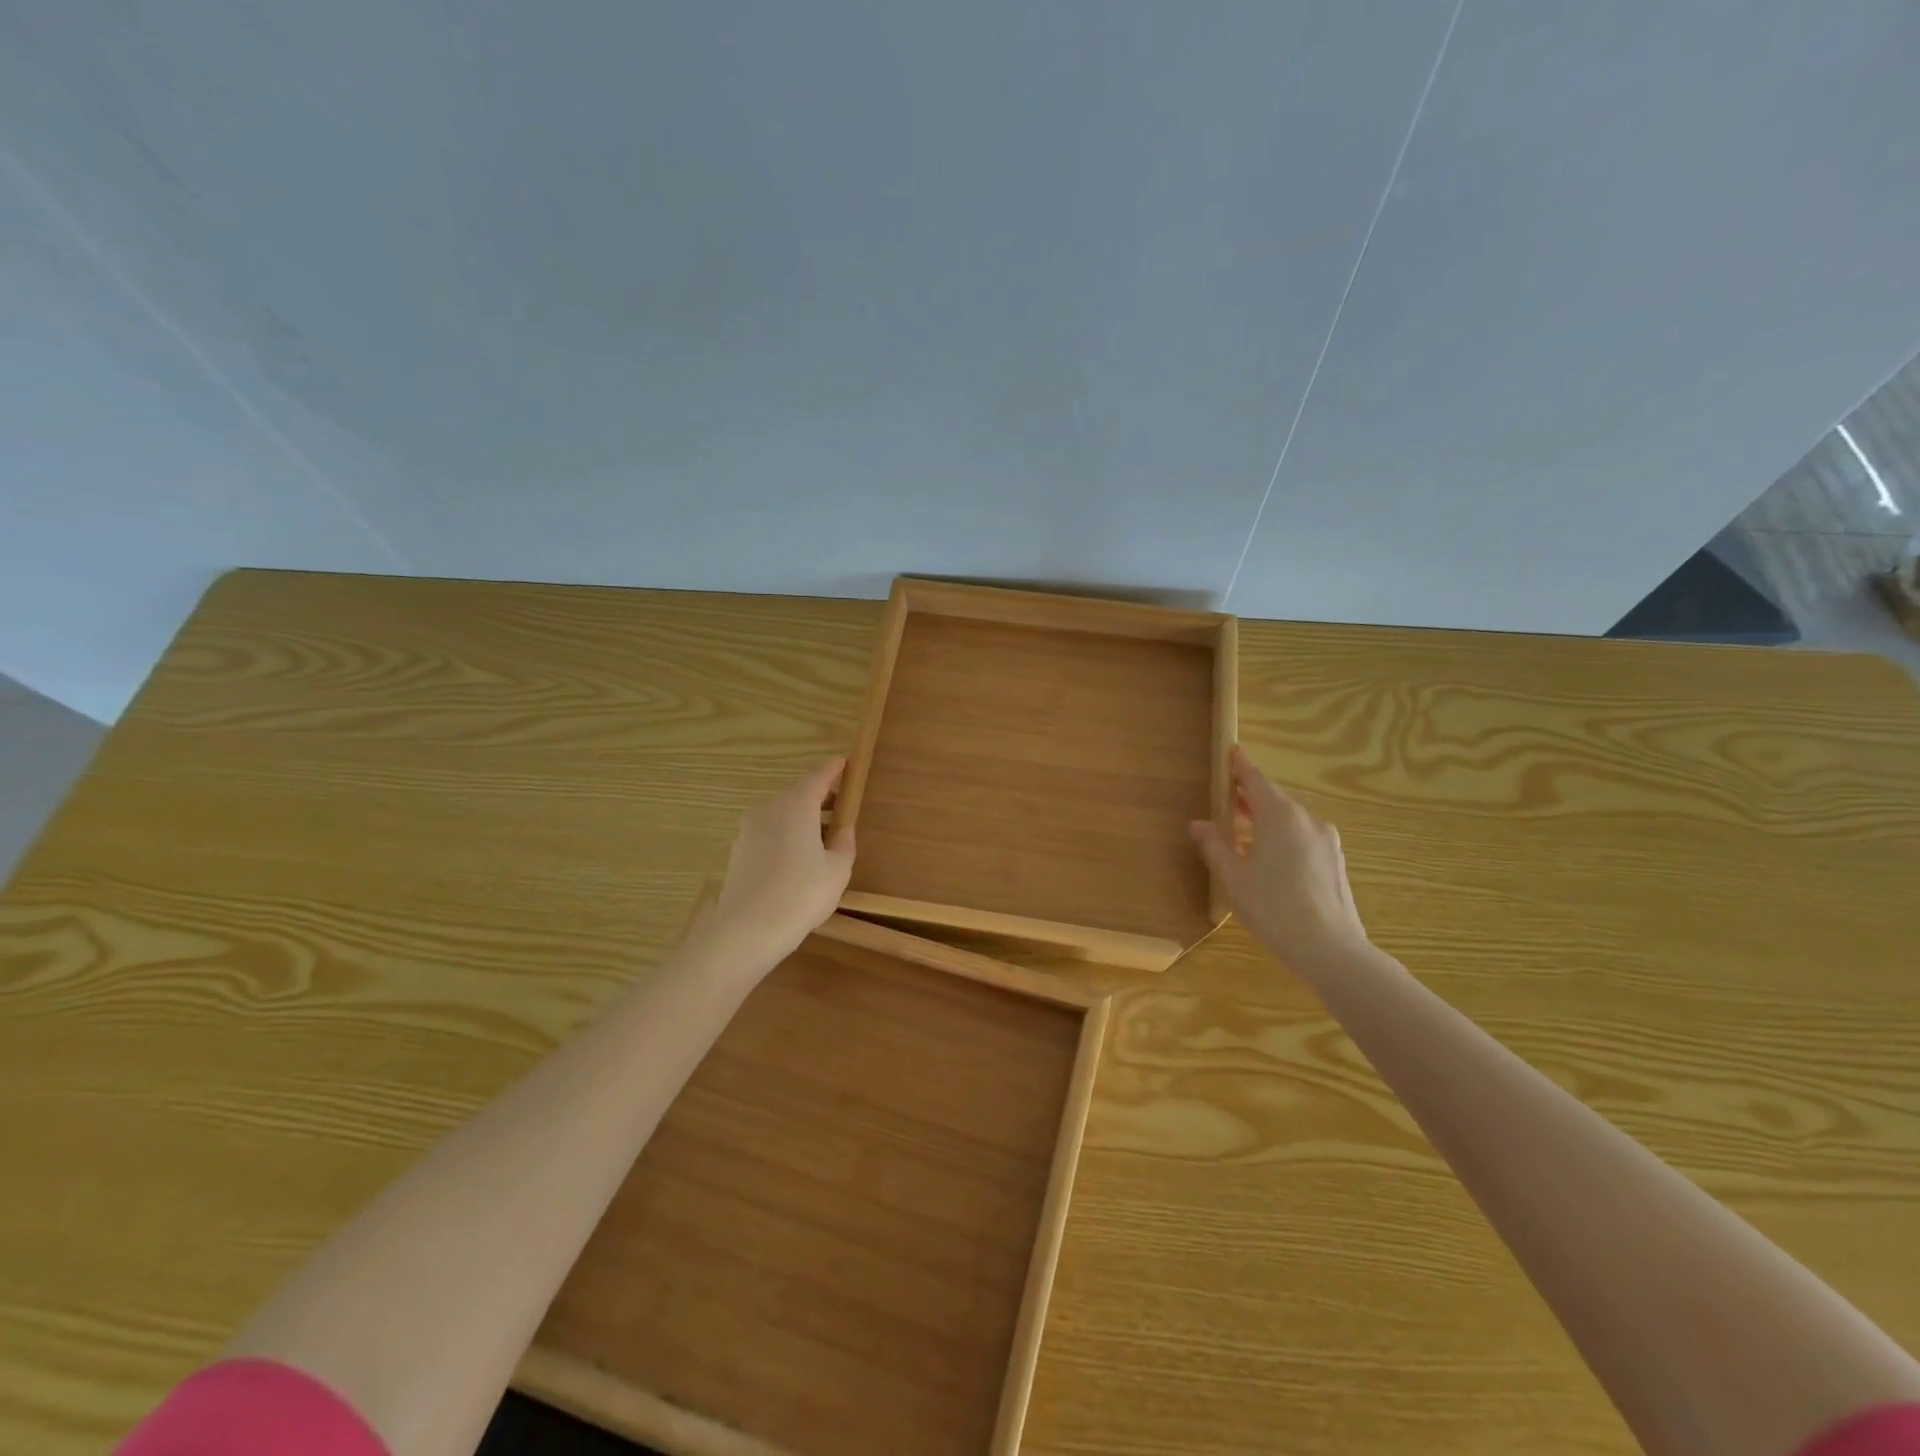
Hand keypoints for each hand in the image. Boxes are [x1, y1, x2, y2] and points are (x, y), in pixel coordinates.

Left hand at [699, 759, 856, 970]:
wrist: (746, 930)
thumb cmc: (801, 894)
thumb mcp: (837, 869)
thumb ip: (843, 842)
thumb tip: (842, 829)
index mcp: (796, 804)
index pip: (819, 775)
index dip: (834, 769)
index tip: (845, 764)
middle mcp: (769, 807)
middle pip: (798, 792)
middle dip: (819, 796)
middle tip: (840, 807)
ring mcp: (748, 828)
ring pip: (781, 812)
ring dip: (801, 817)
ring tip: (821, 837)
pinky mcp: (738, 849)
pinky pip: (768, 831)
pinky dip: (785, 833)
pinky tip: (796, 858)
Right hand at [1190, 746, 1369, 972]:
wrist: (1329, 948)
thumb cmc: (1272, 906)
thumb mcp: (1233, 877)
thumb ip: (1214, 845)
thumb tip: (1199, 824)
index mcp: (1279, 815)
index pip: (1255, 780)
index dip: (1241, 766)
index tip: (1232, 751)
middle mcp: (1306, 819)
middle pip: (1274, 798)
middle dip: (1249, 796)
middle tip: (1227, 798)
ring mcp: (1326, 840)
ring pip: (1290, 820)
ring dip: (1266, 819)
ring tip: (1243, 832)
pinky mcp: (1334, 861)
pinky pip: (1302, 837)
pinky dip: (1282, 837)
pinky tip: (1269, 858)